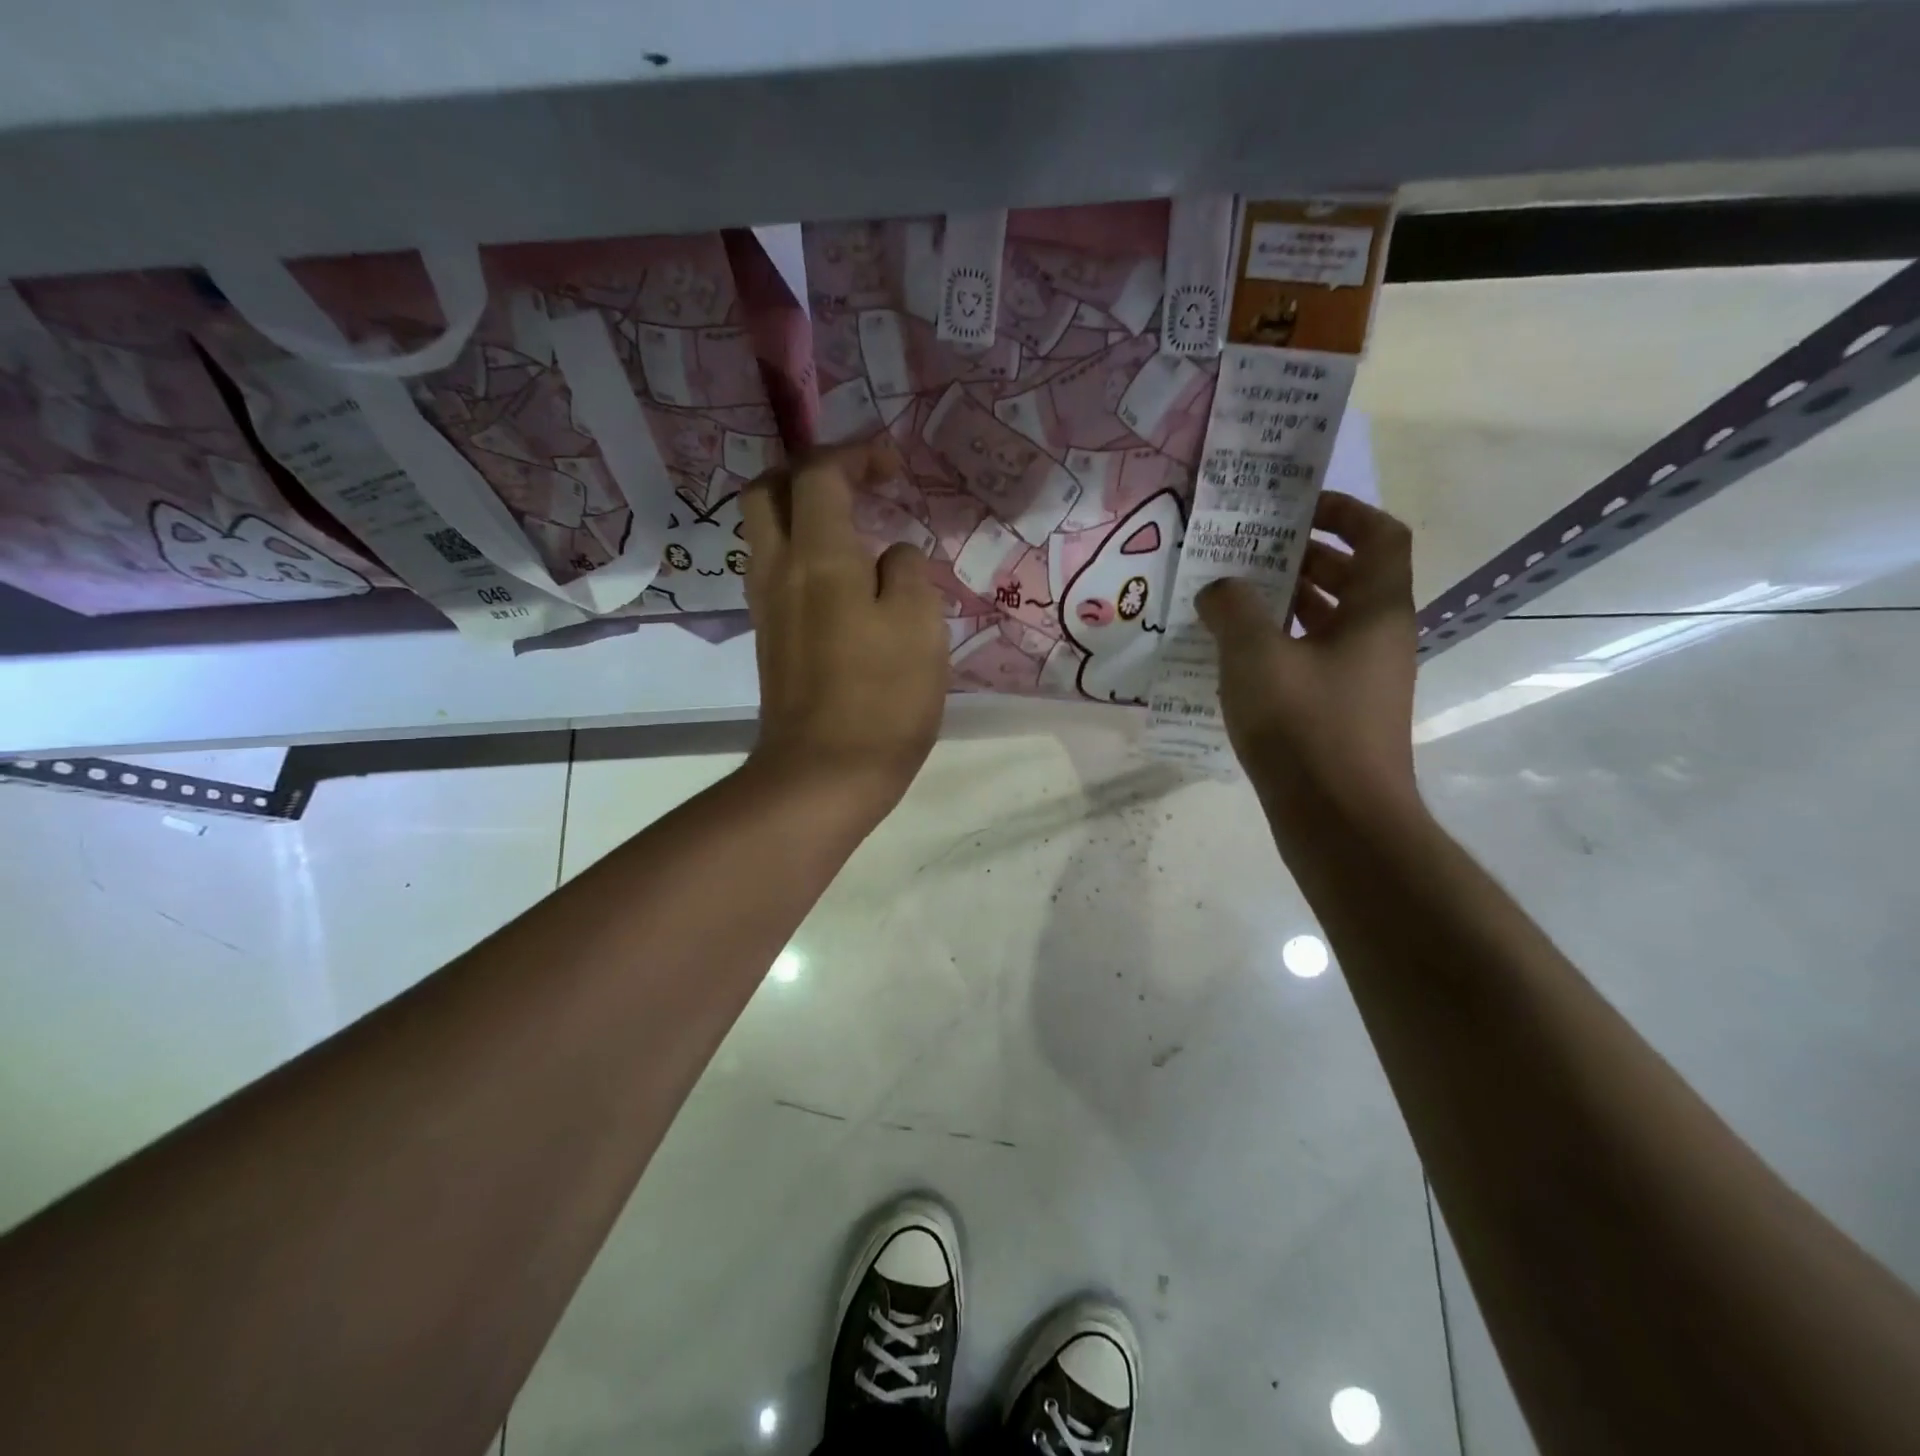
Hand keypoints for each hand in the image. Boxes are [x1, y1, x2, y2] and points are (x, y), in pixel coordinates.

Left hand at [739, 441, 948, 816]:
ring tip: (855, 531)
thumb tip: (892, 556)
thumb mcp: (920, 625)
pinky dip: (803, 553)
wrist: (824, 774)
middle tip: (854, 485)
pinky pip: (776, 570)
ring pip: (766, 531)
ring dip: (802, 514)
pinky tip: (844, 580)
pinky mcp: (770, 638)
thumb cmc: (882, 698)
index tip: (894, 470)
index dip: (856, 455)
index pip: (819, 473)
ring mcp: (767, 605)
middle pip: (767, 490)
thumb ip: (908, 572)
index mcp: (818, 555)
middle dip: (808, 473)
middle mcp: (778, 569)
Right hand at [1196, 492, 1421, 831]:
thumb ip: (1233, 609)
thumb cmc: (1304, 726)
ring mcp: (1362, 678)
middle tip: (1245, 551)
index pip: (1379, 535)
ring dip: (1284, 602)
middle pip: (1350, 575)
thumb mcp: (1256, 656)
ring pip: (1327, 620)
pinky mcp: (1340, 711)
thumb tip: (1219, 588)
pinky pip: (1311, 657)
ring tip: (1229, 598)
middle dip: (1300, 556)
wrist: (1339, 820)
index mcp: (1376, 610)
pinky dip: (1278, 645)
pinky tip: (1232, 656)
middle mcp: (1378, 637)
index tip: (1293, 508)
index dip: (1343, 510)